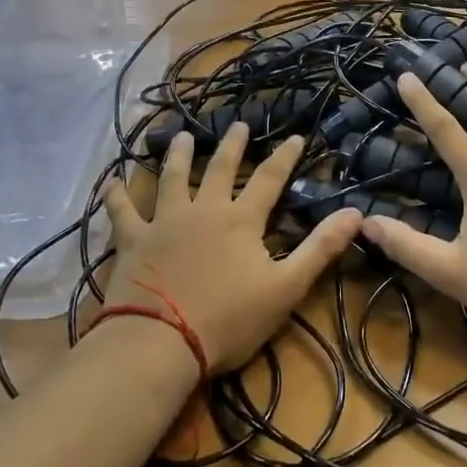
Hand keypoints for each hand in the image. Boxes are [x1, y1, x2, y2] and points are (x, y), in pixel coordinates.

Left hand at [102, 125, 359, 373]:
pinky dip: (116, 196)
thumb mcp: (286, 287)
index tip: (295, 136)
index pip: (270, 180)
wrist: (160, 341)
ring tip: (180, 136)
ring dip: (177, 155)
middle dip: (232, 145)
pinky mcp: (132, 241)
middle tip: (238, 124)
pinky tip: (111, 182)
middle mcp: (203, 210)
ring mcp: (164, 222)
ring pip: (172, 178)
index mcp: (241, 220)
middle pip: (220, 169)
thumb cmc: (228, 319)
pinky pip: (122, 212)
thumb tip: (356, 213)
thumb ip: (320, 248)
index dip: (285, 157)